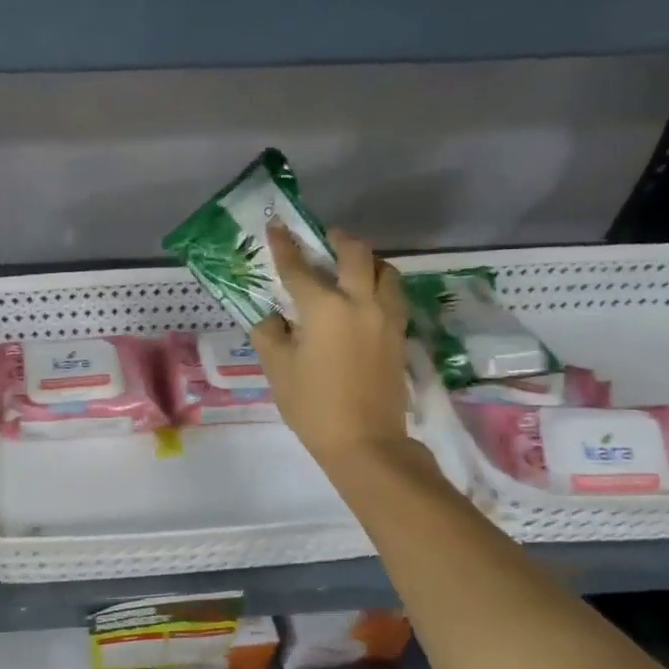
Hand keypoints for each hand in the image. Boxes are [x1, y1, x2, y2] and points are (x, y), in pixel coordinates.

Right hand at [249, 224, 412, 468]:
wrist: (364, 441)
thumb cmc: (312, 405)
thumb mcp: (278, 369)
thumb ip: (269, 334)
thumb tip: (270, 316)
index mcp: (324, 308)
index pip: (299, 267)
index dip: (284, 246)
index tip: (275, 227)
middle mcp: (360, 302)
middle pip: (355, 253)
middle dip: (337, 239)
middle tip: (322, 239)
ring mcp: (386, 316)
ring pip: (385, 269)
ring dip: (366, 259)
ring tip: (350, 265)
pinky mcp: (399, 333)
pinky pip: (393, 293)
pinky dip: (380, 282)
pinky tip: (366, 295)